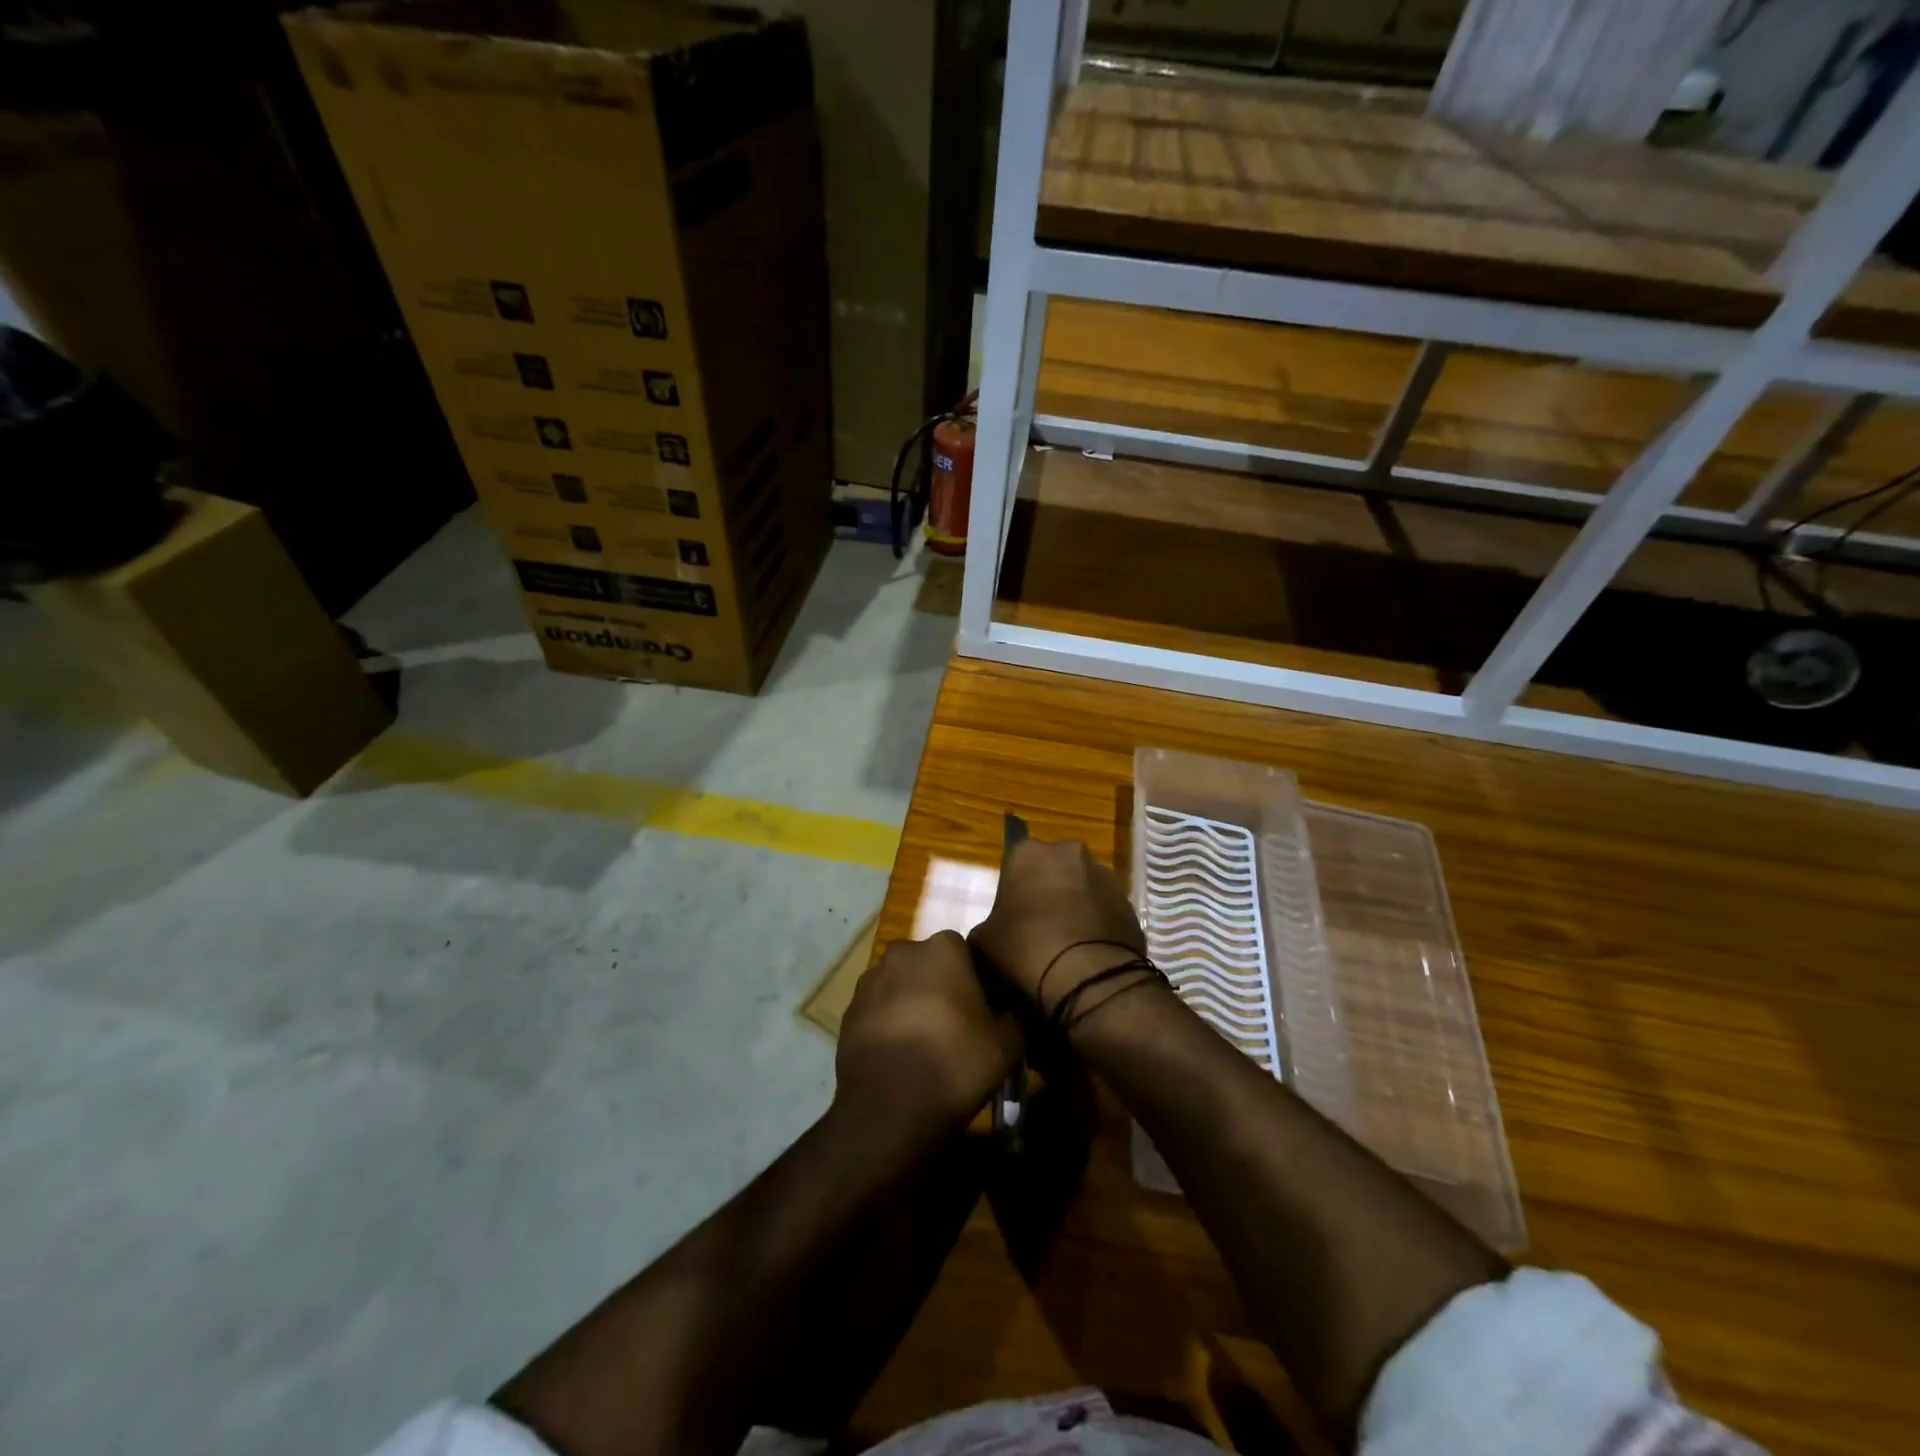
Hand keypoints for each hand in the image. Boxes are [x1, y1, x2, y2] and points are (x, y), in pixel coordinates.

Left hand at [835, 931, 1021, 1138]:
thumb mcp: (1008, 1043)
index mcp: (944, 948)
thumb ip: (1012, 1016)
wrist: (889, 1107)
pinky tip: (901, 1056)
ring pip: (901, 986)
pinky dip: (889, 1025)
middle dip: (940, 987)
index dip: (976, 981)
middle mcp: (903, 953)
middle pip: (929, 966)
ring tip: (925, 1045)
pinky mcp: (848, 1011)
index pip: (966, 953)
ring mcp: (870, 981)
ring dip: (912, 1004)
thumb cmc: (955, 1062)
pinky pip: (878, 1010)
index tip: (982, 1011)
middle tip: (955, 1026)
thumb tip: (1006, 1012)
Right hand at [969, 838, 1145, 1019]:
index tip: (1012, 912)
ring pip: (1084, 886)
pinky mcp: (1129, 904)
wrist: (1086, 975)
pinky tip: (1089, 952)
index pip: (1016, 858)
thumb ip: (987, 926)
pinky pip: (1106, 910)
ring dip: (1077, 905)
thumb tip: (994, 933)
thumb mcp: (983, 940)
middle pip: (1054, 868)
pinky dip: (1098, 924)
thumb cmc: (1024, 947)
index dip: (1014, 886)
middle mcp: (1069, 853)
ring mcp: (1104, 876)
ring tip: (1067, 942)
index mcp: (1029, 852)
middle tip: (1038, 924)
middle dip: (1048, 889)